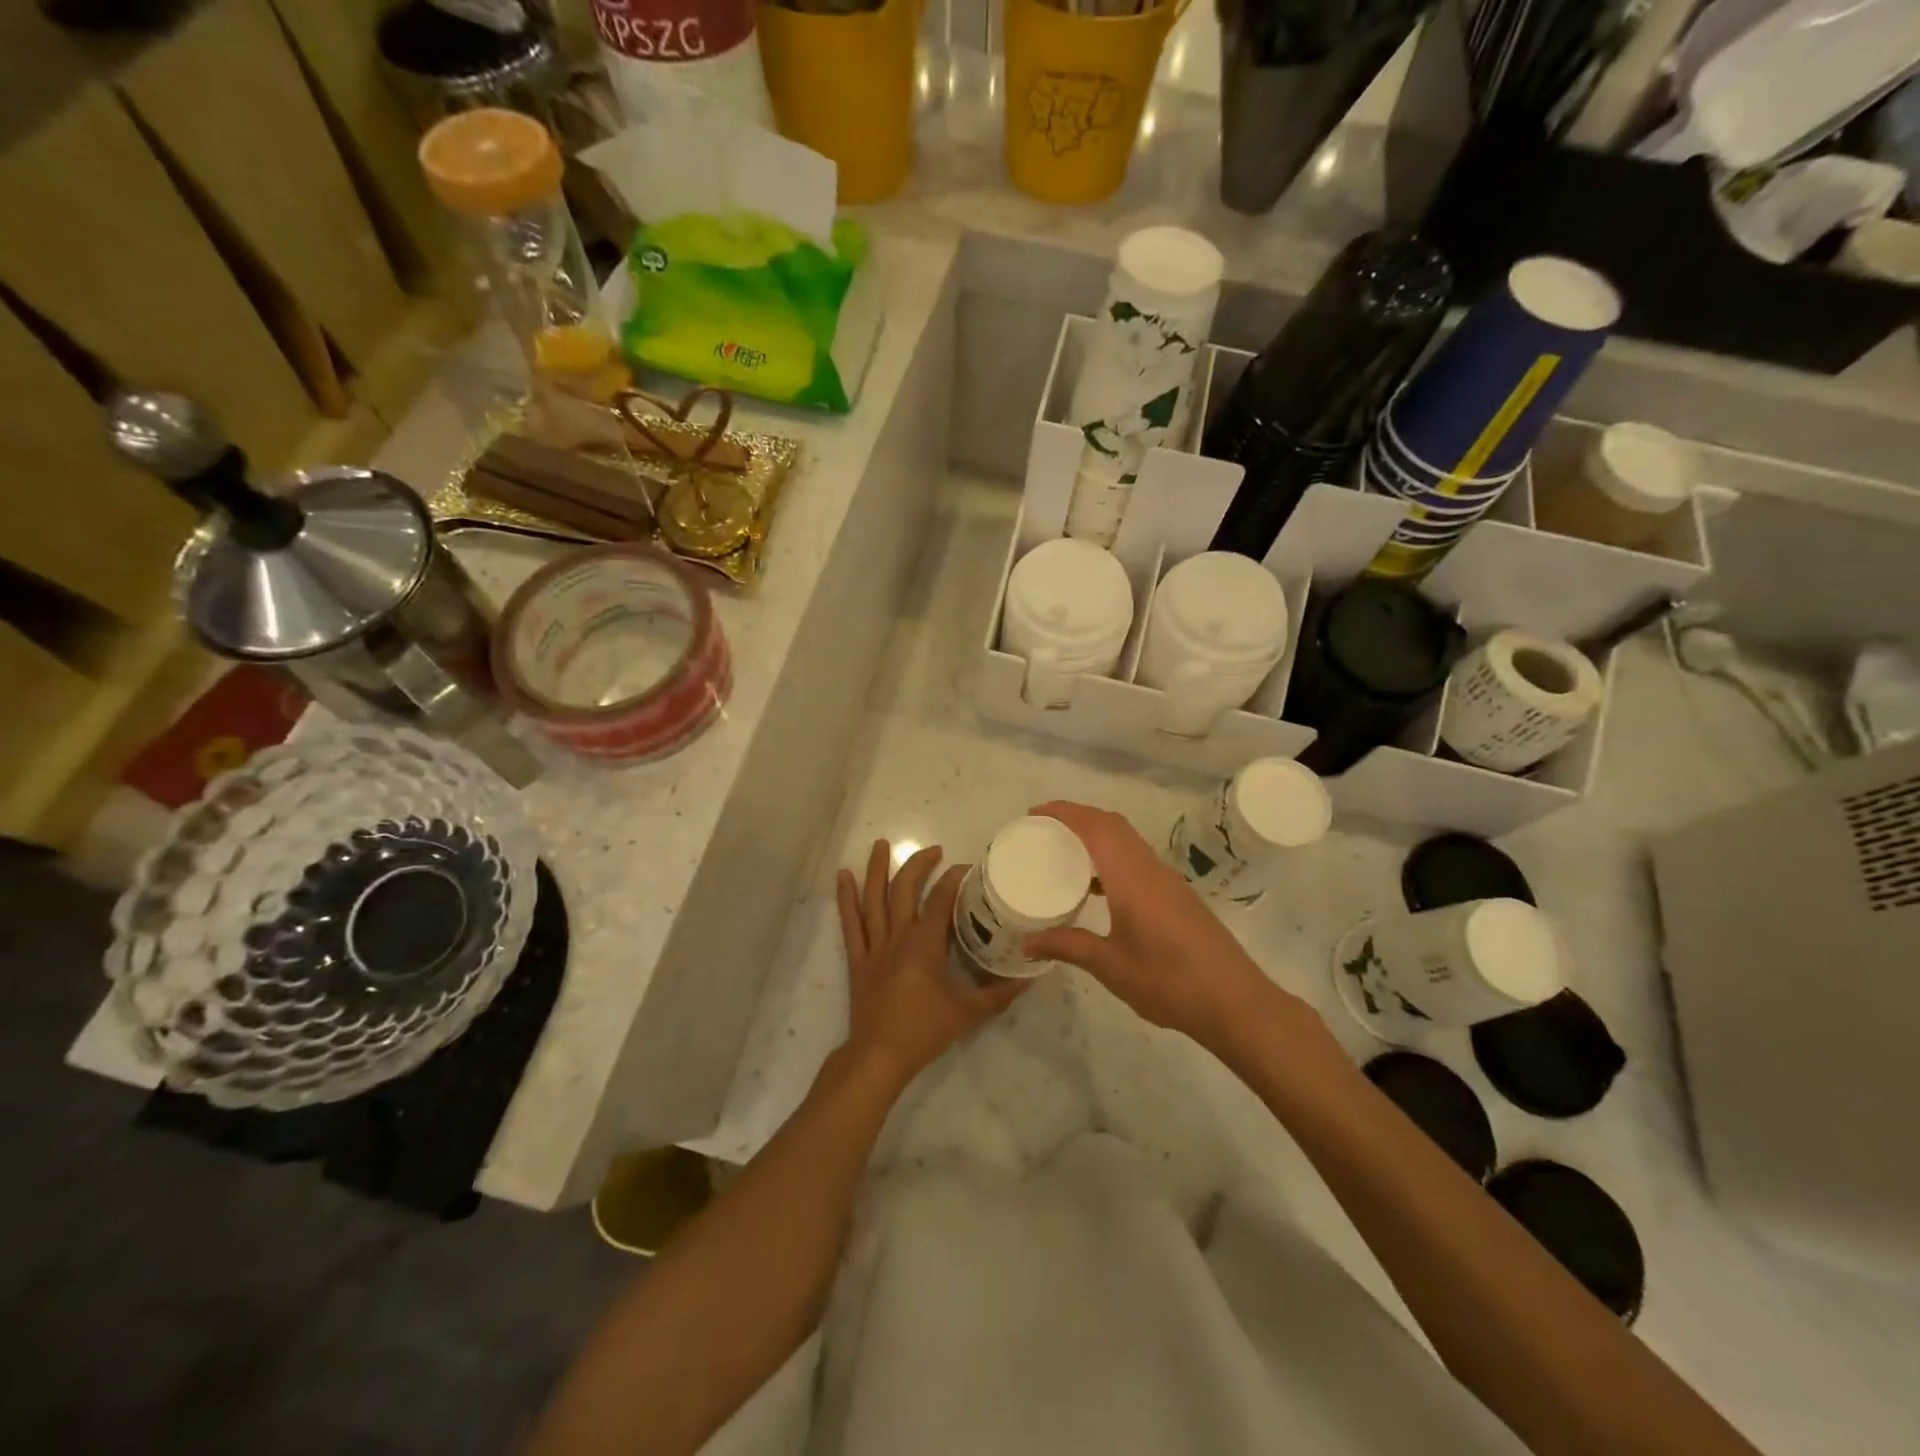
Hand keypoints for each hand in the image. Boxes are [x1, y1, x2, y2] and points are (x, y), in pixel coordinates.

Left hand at [836, 840, 1027, 1090]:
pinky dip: (845, 898)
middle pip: (905, 889)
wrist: (879, 1055)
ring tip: (881, 844)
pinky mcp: (858, 958)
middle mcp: (898, 936)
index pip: (941, 899)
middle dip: (919, 865)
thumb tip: (1028, 977)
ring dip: (877, 869)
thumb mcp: (969, 1012)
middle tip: (933, 849)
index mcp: (925, 944)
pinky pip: (850, 923)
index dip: (954, 879)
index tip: (967, 868)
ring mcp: (874, 945)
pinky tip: (842, 876)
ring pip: (874, 899)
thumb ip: (999, 993)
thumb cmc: (924, 1030)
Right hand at [1023, 801, 1321, 1062]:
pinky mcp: (1176, 895)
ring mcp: (1167, 881)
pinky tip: (1096, 887)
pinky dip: (1111, 856)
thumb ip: (1069, 946)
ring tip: (1063, 852)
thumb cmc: (1170, 982)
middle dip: (1077, 817)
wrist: (1234, 1002)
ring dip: (1096, 835)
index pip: (1096, 827)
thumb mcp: (1111, 967)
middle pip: (1113, 824)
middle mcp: (1150, 869)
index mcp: (1132, 877)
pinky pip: (1137, 859)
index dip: (1065, 812)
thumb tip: (1027, 941)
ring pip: (1128, 840)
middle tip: (1043, 828)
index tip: (1034, 814)